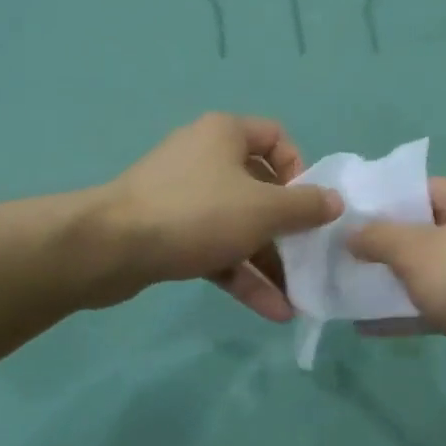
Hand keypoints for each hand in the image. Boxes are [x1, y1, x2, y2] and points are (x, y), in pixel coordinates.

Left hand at [97, 114, 341, 320]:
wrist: (111, 248)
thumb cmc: (196, 213)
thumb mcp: (263, 209)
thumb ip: (305, 206)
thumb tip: (335, 202)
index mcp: (225, 135)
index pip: (276, 138)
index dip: (299, 170)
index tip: (308, 205)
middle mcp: (206, 158)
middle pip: (260, 189)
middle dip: (288, 230)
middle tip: (310, 260)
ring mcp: (185, 198)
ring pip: (239, 225)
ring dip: (269, 262)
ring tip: (298, 299)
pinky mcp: (170, 233)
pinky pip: (216, 248)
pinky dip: (241, 275)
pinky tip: (270, 310)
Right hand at [348, 179, 445, 411]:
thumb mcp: (416, 252)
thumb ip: (378, 237)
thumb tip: (352, 232)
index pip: (417, 190)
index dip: (380, 205)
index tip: (346, 225)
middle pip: (425, 229)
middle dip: (386, 247)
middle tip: (346, 262)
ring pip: (435, 268)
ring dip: (399, 281)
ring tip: (356, 294)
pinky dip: (417, 308)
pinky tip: (381, 326)